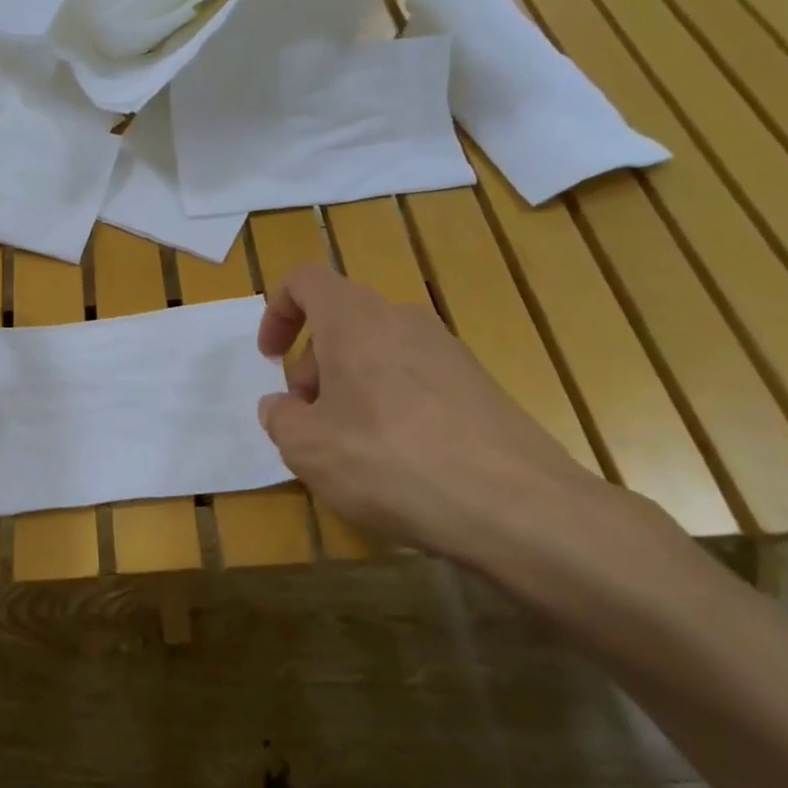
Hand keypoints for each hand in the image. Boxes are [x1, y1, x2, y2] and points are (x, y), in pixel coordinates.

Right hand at [256, 262, 626, 577]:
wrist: (517, 507)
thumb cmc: (389, 462)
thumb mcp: (306, 447)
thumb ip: (280, 418)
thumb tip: (282, 407)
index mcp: (354, 319)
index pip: (304, 280)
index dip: (277, 312)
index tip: (271, 360)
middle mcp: (403, 320)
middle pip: (340, 322)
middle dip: (312, 366)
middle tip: (308, 422)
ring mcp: (447, 351)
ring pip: (376, 353)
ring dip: (348, 389)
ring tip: (349, 448)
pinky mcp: (478, 386)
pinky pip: (413, 380)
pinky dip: (388, 406)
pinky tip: (396, 462)